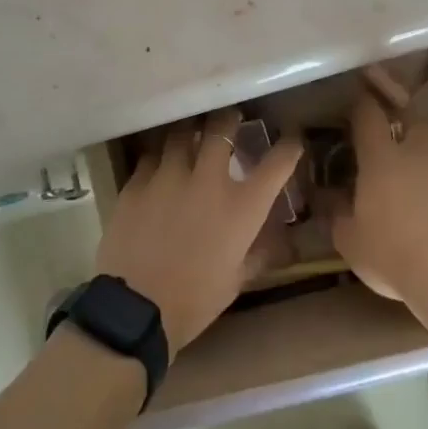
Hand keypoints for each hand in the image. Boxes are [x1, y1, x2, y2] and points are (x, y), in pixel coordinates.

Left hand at [94, 108, 301, 351]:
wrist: (136, 309)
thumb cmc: (195, 300)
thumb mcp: (237, 279)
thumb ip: (259, 251)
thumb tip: (281, 239)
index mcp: (241, 207)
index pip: (276, 164)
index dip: (288, 147)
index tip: (291, 138)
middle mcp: (207, 180)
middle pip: (221, 128)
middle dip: (229, 119)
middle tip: (230, 119)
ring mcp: (168, 176)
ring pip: (181, 134)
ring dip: (190, 132)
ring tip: (191, 133)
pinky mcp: (137, 182)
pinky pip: (151, 156)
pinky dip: (159, 156)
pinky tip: (159, 164)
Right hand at [330, 96, 427, 303]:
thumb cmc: (390, 254)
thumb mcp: (349, 240)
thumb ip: (337, 213)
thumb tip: (330, 198)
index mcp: (382, 159)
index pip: (369, 116)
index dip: (362, 106)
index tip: (358, 102)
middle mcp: (419, 157)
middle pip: (415, 125)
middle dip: (405, 129)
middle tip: (395, 148)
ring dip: (427, 172)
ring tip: (420, 201)